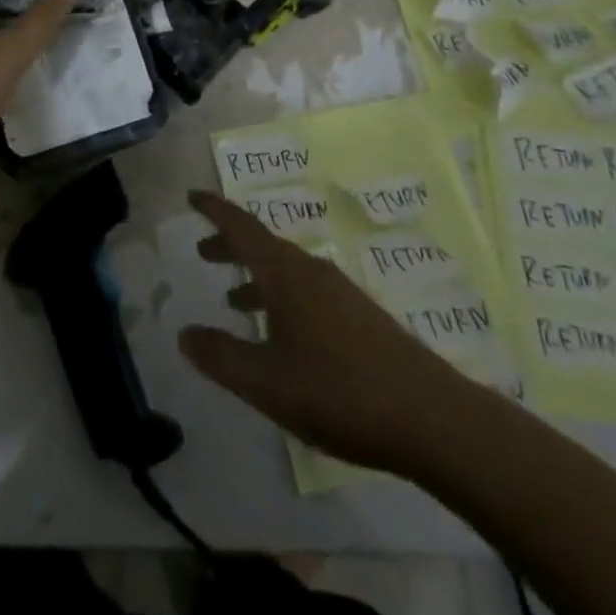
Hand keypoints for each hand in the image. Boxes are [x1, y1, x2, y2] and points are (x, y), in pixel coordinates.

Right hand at [180, 190, 483, 476]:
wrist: (432, 418)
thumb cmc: (339, 391)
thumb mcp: (266, 382)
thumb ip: (222, 356)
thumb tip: (184, 333)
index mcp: (286, 274)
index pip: (242, 227)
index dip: (215, 211)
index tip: (192, 196)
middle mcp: (312, 271)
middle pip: (264, 246)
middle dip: (231, 245)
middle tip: (204, 252)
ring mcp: (341, 293)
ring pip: (287, 270)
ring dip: (256, 276)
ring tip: (235, 300)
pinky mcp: (361, 318)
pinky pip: (307, 291)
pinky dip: (281, 297)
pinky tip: (283, 335)